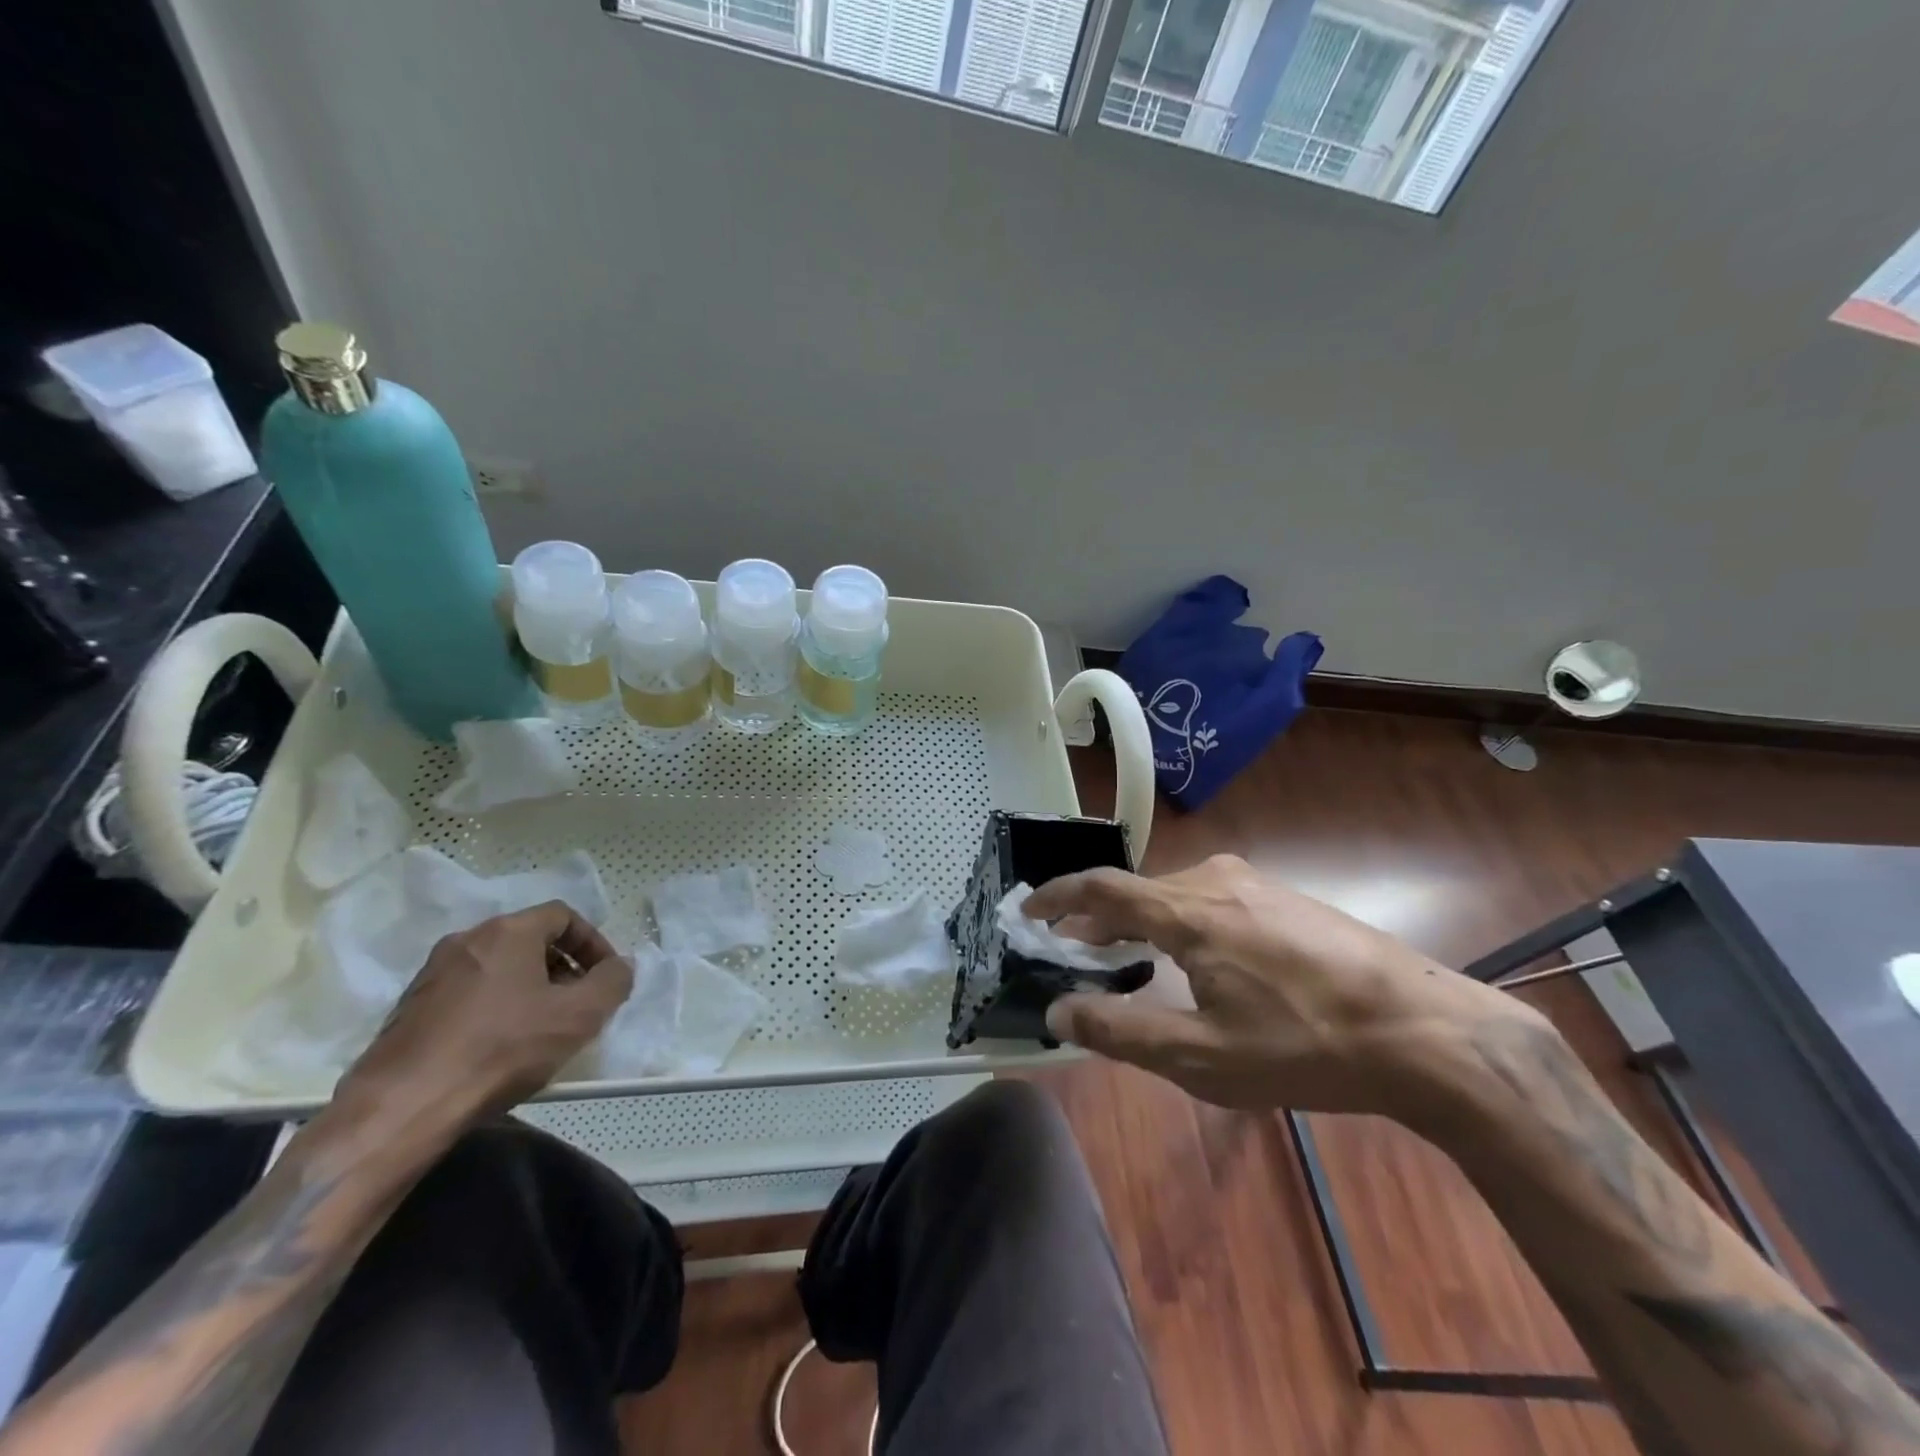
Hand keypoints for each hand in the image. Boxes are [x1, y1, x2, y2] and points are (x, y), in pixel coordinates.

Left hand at [333, 901, 632, 1127]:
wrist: (401, 1108)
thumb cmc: (501, 1049)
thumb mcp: (579, 1015)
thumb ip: (612, 982)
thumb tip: (619, 967)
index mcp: (507, 932)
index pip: (563, 916)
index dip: (593, 942)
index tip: (606, 976)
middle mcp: (467, 940)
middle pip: (530, 940)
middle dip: (563, 968)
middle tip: (580, 1004)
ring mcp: (432, 975)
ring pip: (499, 968)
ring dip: (530, 989)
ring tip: (544, 1030)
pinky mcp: (410, 1010)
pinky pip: (470, 994)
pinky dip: (496, 1008)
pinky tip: (502, 1048)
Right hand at [1024, 855, 1539, 1115]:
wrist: (1428, 1032)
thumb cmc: (1305, 1046)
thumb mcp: (1202, 1056)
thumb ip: (1120, 1031)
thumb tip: (1056, 1011)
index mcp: (1188, 910)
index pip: (1101, 888)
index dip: (1056, 897)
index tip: (1026, 910)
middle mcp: (1215, 880)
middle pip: (1136, 890)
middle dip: (1095, 918)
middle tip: (1069, 948)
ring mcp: (1256, 884)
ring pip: (1174, 893)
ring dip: (1138, 920)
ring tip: (1122, 954)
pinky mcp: (1286, 898)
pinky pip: (1210, 898)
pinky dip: (1177, 920)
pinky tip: (1191, 956)